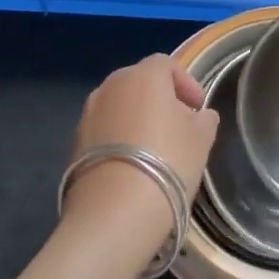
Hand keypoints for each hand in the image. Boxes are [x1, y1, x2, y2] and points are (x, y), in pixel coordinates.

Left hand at [63, 55, 217, 233]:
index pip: (166, 65)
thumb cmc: (167, 163)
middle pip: (140, 83)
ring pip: (119, 106)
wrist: (113, 213)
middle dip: (160, 99)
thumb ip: (204, 120)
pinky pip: (104, 130)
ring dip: (137, 118)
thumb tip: (199, 116)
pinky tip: (131, 166)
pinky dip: (119, 139)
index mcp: (143, 76)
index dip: (186, 83)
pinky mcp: (74, 142)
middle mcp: (111, 86)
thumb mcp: (201, 140)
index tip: (198, 109)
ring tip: (154, 150)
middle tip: (178, 127)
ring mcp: (88, 113)